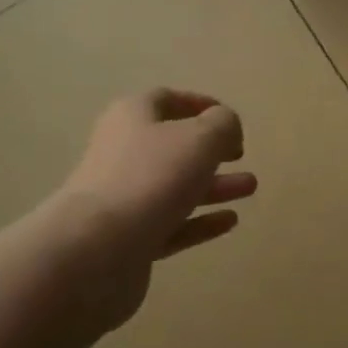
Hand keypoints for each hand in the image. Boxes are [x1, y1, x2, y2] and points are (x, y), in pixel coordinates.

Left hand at [57, 89, 256, 330]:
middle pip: (171, 146)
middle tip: (241, 155)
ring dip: (214, 185)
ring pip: (175, 186)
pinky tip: (230, 221)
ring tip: (250, 187)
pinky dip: (201, 221)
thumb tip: (226, 127)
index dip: (199, 105)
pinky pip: (172, 224)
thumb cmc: (152, 177)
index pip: (166, 100)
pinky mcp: (130, 239)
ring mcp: (124, 199)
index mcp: (132, 117)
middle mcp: (123, 153)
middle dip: (210, 150)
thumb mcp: (201, 138)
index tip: (230, 118)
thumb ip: (223, 125)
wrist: (97, 248)